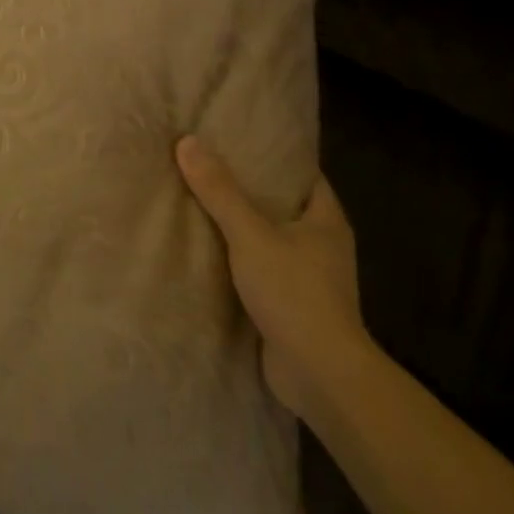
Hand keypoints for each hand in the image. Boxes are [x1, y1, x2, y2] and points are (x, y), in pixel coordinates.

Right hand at [176, 135, 368, 414]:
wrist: (320, 376)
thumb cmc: (295, 293)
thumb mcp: (251, 234)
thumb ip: (220, 191)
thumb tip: (187, 141)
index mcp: (326, 220)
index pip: (302, 173)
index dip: (274, 154)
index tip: (238, 137)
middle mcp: (322, 244)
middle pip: (282, 204)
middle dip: (248, 188)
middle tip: (207, 163)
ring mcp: (308, 277)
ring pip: (269, 238)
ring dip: (239, 226)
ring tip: (197, 199)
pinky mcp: (291, 305)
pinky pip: (260, 269)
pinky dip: (237, 259)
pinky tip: (204, 248)